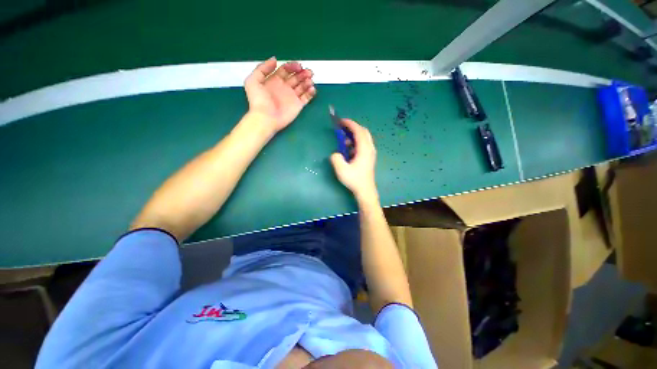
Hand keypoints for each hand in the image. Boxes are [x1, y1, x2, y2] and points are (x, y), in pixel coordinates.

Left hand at [244, 57, 316, 132]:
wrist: (266, 118)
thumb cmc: (259, 101)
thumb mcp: (253, 81)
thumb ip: (262, 68)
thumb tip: (274, 59)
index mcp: (274, 80)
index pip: (285, 70)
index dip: (292, 66)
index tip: (298, 66)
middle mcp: (284, 87)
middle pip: (296, 77)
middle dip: (302, 73)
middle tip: (308, 72)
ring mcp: (292, 97)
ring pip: (302, 86)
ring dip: (307, 81)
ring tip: (310, 80)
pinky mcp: (298, 105)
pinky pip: (306, 97)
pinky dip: (310, 92)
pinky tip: (312, 88)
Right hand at [330, 119, 378, 201]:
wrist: (365, 190)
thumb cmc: (354, 180)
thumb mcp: (341, 170)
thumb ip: (336, 158)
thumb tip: (336, 153)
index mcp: (364, 149)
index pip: (358, 131)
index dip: (350, 124)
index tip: (341, 121)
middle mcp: (370, 148)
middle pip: (363, 131)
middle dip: (352, 127)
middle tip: (342, 128)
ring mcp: (371, 152)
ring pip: (364, 138)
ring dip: (354, 136)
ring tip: (344, 142)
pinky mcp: (369, 157)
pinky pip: (364, 144)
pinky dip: (356, 142)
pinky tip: (349, 150)